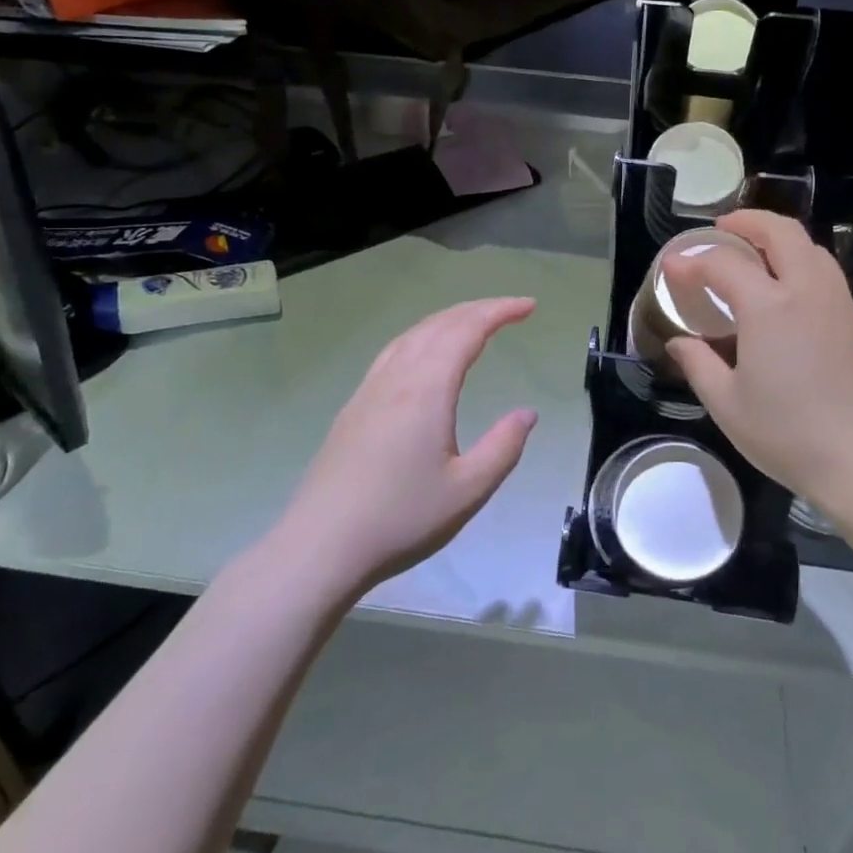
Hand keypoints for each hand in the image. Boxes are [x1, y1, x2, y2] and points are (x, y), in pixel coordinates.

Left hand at [278, 298, 538, 593]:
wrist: (322, 545)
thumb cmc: (401, 519)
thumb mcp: (468, 490)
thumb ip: (504, 447)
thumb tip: (527, 413)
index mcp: (427, 389)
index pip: (468, 331)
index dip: (500, 311)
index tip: (530, 306)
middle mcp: (397, 377)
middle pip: (440, 324)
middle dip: (479, 309)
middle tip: (512, 309)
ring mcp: (370, 389)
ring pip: (413, 334)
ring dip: (448, 319)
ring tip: (474, 323)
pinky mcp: (354, 406)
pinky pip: (394, 351)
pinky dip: (422, 336)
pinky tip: (424, 353)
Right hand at [665, 212, 852, 515]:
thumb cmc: (788, 434)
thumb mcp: (727, 404)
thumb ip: (698, 364)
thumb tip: (679, 341)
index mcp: (770, 307)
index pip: (723, 265)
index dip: (692, 262)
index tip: (671, 267)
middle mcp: (807, 291)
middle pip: (780, 233)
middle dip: (748, 221)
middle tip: (722, 229)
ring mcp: (838, 303)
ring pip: (810, 247)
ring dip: (779, 237)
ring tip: (754, 251)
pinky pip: (825, 271)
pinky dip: (800, 260)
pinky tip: (786, 288)